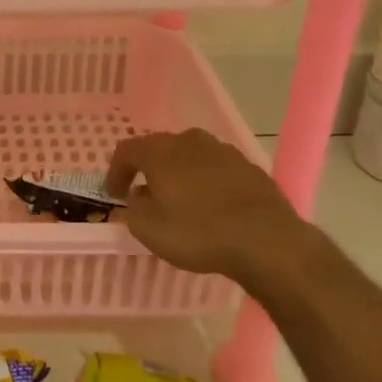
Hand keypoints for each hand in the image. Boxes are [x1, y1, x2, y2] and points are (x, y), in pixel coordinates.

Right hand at [105, 128, 315, 286]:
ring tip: (182, 202)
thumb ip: (133, 210)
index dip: (116, 172)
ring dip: (181, 175)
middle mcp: (189, 140)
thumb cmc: (198, 232)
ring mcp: (223, 150)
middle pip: (160, 149)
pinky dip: (208, 183)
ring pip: (191, 157)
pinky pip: (218, 170)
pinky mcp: (249, 167)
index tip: (114, 195)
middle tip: (146, 197)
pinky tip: (214, 208)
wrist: (266, 240)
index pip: (126, 151)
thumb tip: (136, 199)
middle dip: (150, 171)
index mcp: (159, 151)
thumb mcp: (149, 230)